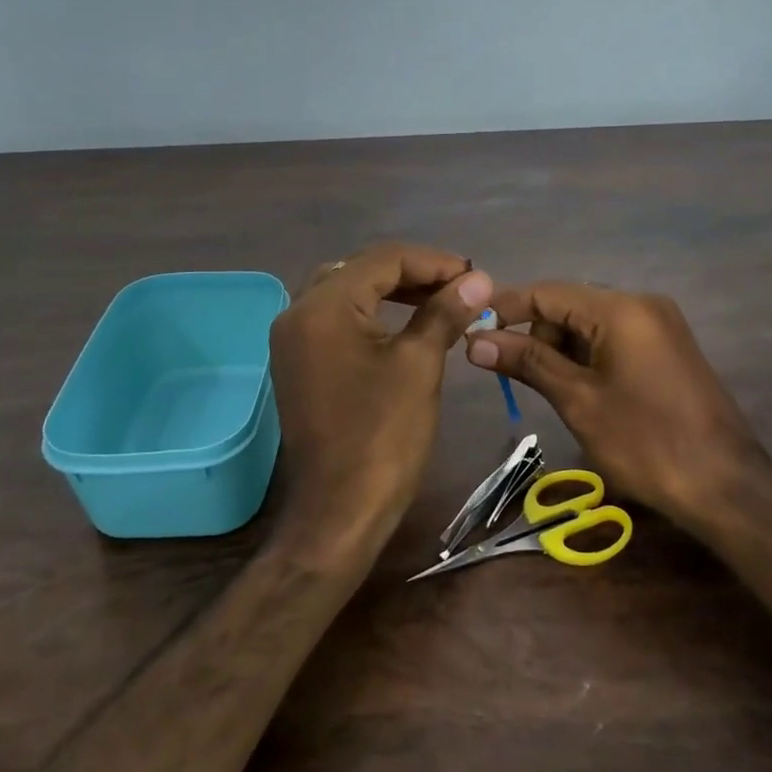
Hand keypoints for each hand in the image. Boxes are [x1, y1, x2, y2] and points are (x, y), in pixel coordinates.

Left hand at [269, 243, 493, 557]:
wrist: (339, 512)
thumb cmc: (383, 436)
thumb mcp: (419, 365)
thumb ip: (445, 312)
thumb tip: (479, 279)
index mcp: (323, 305)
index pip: (384, 259)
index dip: (435, 262)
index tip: (476, 277)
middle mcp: (298, 312)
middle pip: (361, 270)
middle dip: (413, 273)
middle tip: (459, 287)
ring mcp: (293, 340)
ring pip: (347, 293)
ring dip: (392, 291)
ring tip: (439, 301)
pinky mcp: (298, 364)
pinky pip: (336, 320)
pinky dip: (371, 314)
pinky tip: (405, 325)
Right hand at [465, 282, 760, 517]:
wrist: (725, 485)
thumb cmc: (645, 442)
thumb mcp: (578, 400)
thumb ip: (527, 362)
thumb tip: (475, 340)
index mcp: (621, 308)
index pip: (548, 291)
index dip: (506, 308)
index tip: (471, 329)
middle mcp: (642, 304)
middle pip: (570, 304)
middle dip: (536, 334)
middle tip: (511, 374)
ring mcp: (660, 325)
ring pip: (591, 323)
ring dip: (561, 349)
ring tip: (549, 390)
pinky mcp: (668, 348)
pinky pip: (614, 338)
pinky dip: (588, 357)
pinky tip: (579, 390)